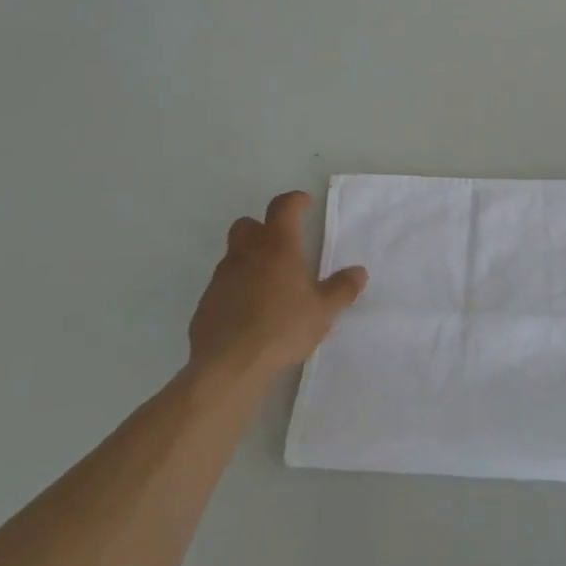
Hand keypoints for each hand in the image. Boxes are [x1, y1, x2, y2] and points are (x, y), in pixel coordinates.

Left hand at [188, 191, 367, 378]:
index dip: (294, 201)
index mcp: (277, 246)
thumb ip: (343, 288)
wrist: (229, 365)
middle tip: (282, 246)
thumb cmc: (283, 328)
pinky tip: (250, 312)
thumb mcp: (324, 310)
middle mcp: (246, 253)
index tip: (305, 203)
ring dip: (249, 259)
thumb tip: (359, 272)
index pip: (282, 207)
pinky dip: (236, 288)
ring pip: (233, 255)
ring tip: (270, 284)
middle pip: (247, 225)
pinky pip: (223, 285)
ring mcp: (222, 277)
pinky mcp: (206, 303)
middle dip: (263, 228)